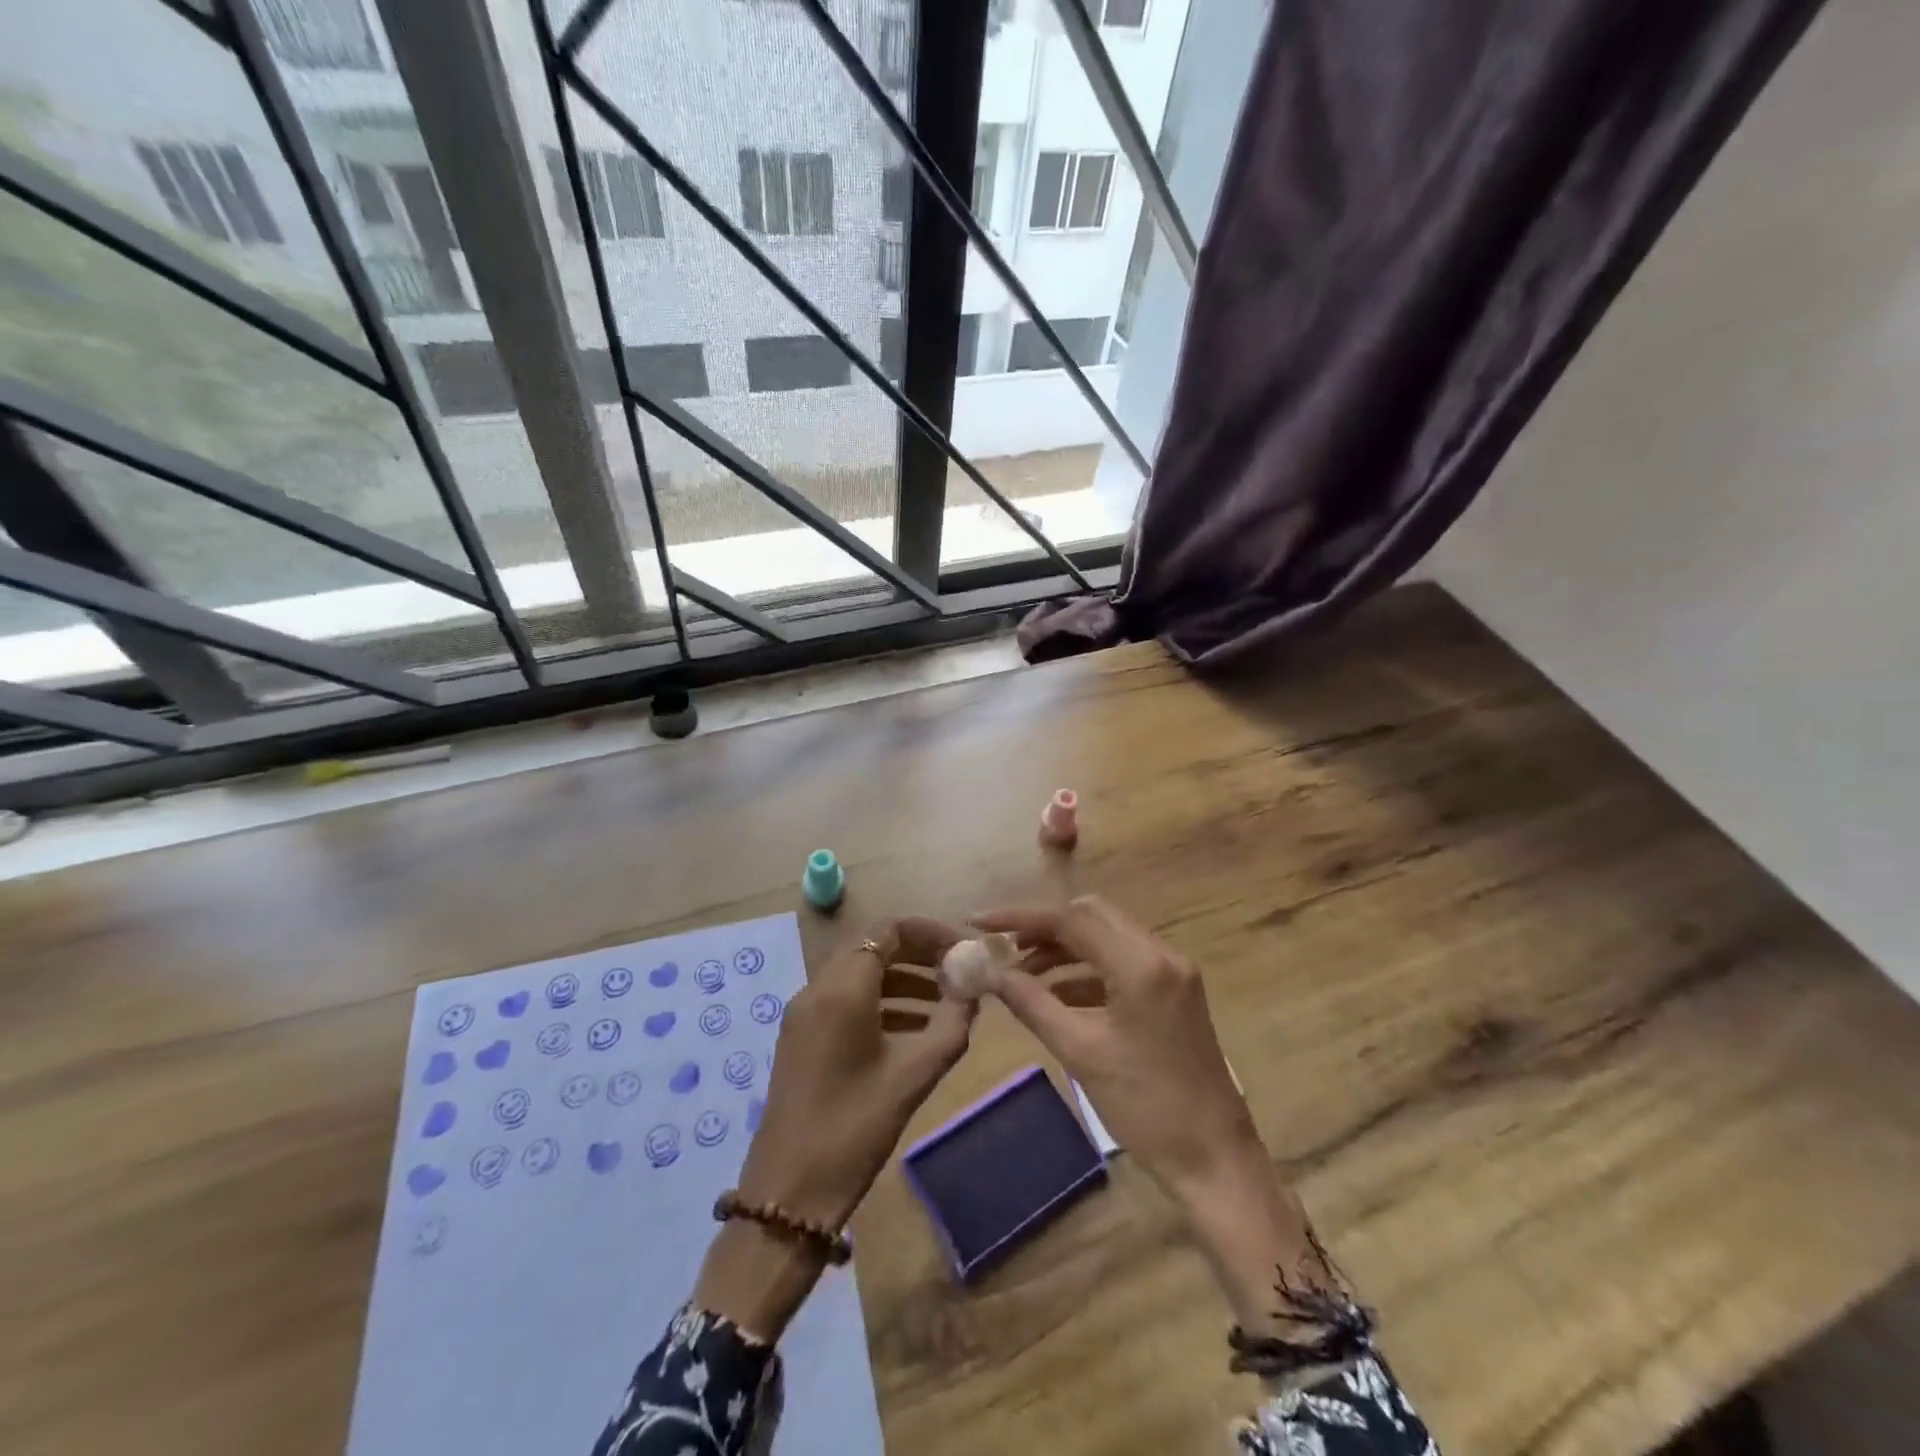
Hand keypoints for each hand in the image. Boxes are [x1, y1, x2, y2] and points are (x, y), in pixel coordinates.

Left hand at [736, 916, 974, 1228]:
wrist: (789, 1192)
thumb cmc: (856, 1127)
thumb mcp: (915, 1074)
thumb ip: (952, 1024)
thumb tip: (974, 991)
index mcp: (842, 988)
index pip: (889, 930)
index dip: (931, 933)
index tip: (963, 952)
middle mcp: (817, 988)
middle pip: (873, 947)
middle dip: (919, 955)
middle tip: (958, 973)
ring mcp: (804, 1012)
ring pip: (859, 973)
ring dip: (902, 978)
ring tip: (945, 1003)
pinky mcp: (801, 1036)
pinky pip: (845, 999)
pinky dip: (881, 1001)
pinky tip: (913, 1029)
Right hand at [972, 896, 1326, 1328]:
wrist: (1214, 1159)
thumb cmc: (1145, 1107)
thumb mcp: (1079, 1052)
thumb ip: (1032, 1003)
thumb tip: (991, 973)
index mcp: (1141, 964)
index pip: (1071, 919)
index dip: (1020, 918)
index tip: (980, 923)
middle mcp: (1161, 953)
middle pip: (1091, 916)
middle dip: (1044, 928)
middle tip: (1004, 949)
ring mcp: (1172, 971)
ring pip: (1106, 936)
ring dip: (1063, 948)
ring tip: (1021, 974)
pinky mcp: (1173, 991)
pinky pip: (1121, 962)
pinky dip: (1086, 970)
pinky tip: (1055, 994)